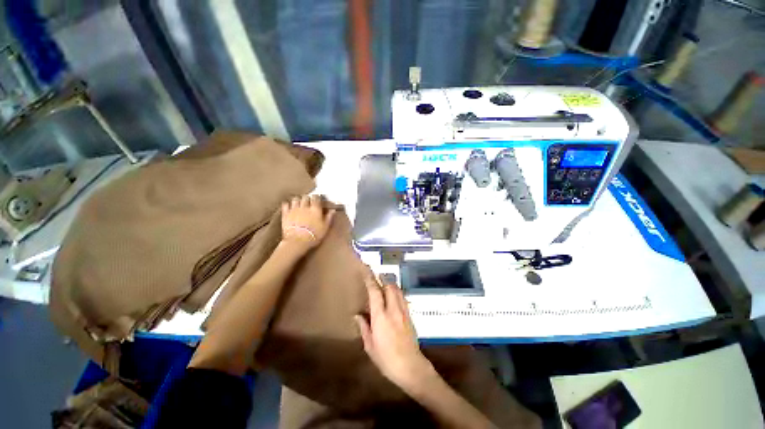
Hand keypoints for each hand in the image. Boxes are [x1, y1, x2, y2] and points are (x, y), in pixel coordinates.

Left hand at [281, 194, 335, 249]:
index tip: (318, 199)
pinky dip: (287, 204)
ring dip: (298, 200)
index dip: (317, 197)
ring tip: (299, 203)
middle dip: (307, 198)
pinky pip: (285, 204)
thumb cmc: (314, 235)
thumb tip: (333, 210)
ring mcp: (294, 209)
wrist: (297, 241)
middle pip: (305, 197)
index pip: (316, 198)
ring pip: (295, 199)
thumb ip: (329, 217)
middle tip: (309, 201)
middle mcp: (305, 206)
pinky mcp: (285, 214)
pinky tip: (289, 206)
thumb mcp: (325, 228)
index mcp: (315, 209)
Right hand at [354, 269, 434, 391]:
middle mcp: (393, 310)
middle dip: (383, 278)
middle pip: (390, 286)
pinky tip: (394, 296)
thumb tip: (357, 315)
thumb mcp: (370, 346)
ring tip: (385, 283)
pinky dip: (397, 292)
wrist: (411, 367)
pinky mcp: (410, 315)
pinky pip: (403, 298)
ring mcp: (403, 312)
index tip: (366, 270)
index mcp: (381, 317)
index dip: (370, 280)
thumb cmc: (386, 359)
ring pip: (398, 290)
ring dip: (391, 284)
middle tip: (377, 276)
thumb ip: (364, 327)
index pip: (375, 292)